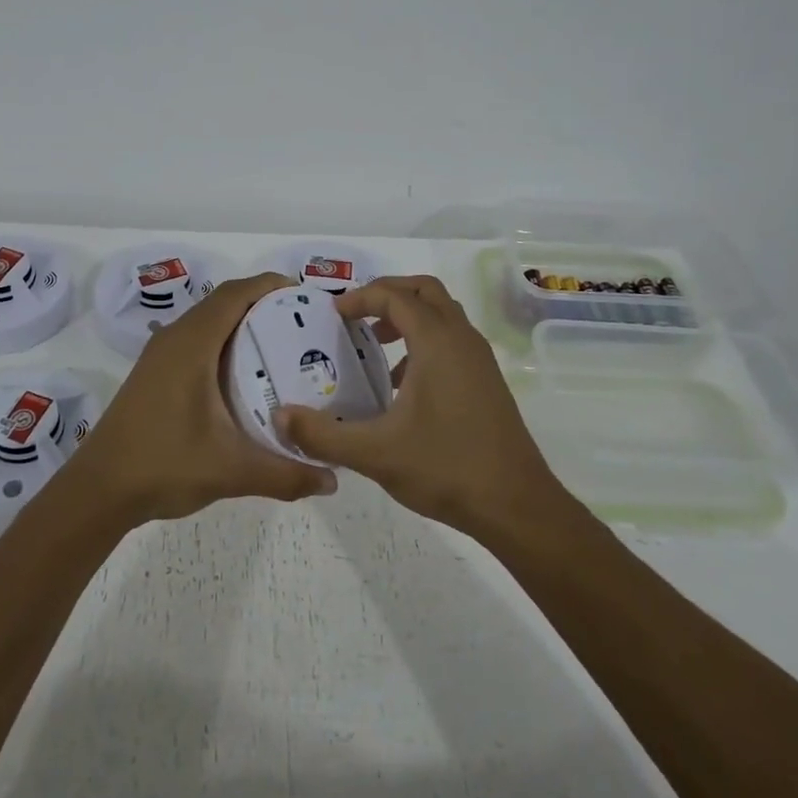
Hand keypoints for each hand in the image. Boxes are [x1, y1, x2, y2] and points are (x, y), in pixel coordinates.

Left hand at [64, 272, 337, 524]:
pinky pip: (195, 341)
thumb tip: (333, 480)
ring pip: (207, 322)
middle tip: (304, 326)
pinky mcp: (153, 374)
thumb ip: (286, 474)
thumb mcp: (232, 470)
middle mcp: (174, 339)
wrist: (98, 490)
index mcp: (191, 344)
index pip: (235, 294)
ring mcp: (159, 356)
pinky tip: (244, 377)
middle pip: (223, 302)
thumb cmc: (164, 466)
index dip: (271, 286)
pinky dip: (223, 343)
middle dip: (263, 305)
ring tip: (281, 347)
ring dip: (241, 324)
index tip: (306, 297)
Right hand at [275, 275, 564, 533]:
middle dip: (388, 295)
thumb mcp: (375, 453)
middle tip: (355, 316)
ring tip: (376, 347)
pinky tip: (402, 385)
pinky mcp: (487, 382)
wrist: (516, 505)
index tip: (333, 314)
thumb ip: (323, 435)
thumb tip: (281, 417)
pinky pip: (452, 342)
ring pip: (443, 316)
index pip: (395, 296)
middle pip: (425, 292)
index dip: (360, 297)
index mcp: (437, 342)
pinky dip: (425, 343)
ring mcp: (479, 361)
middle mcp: (462, 340)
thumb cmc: (446, 468)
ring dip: (408, 319)